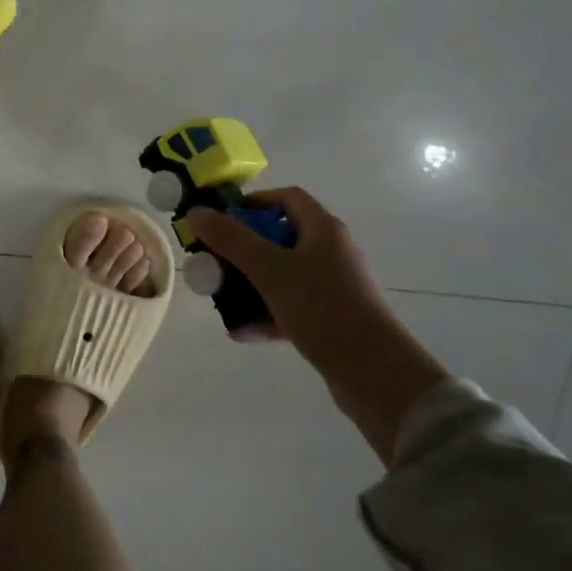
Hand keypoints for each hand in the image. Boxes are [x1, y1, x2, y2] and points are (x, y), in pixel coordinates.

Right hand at [187, 188, 446, 463]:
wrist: (374, 372)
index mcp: (324, 229)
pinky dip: (267, 315)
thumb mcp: (270, 270)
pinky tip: (241, 332)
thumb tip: (197, 212)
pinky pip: (292, 307)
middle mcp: (331, 252)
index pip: (287, 198)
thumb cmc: (323, 308)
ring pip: (283, 275)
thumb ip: (232, 240)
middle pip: (280, 237)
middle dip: (244, 250)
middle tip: (215, 262)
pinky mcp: (332, 318)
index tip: (223, 221)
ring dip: (251, 285)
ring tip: (222, 300)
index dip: (254, 203)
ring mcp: (333, 287)